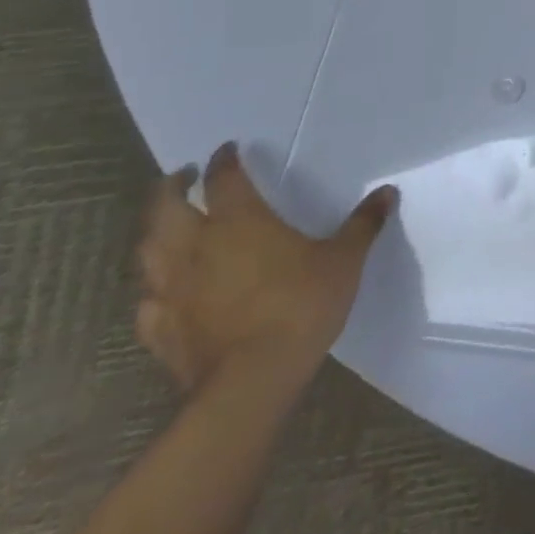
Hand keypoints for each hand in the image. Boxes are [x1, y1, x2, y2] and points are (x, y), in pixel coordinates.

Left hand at [135, 142, 395, 391]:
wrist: (251, 383)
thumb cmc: (300, 306)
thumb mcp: (344, 260)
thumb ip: (362, 224)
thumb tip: (387, 193)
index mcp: (239, 221)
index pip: (224, 178)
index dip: (224, 160)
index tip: (228, 149)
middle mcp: (196, 247)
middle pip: (164, 208)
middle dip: (170, 187)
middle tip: (182, 176)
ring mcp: (172, 291)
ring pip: (147, 251)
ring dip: (154, 232)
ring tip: (167, 226)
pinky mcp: (160, 330)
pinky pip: (147, 301)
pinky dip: (153, 287)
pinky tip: (164, 291)